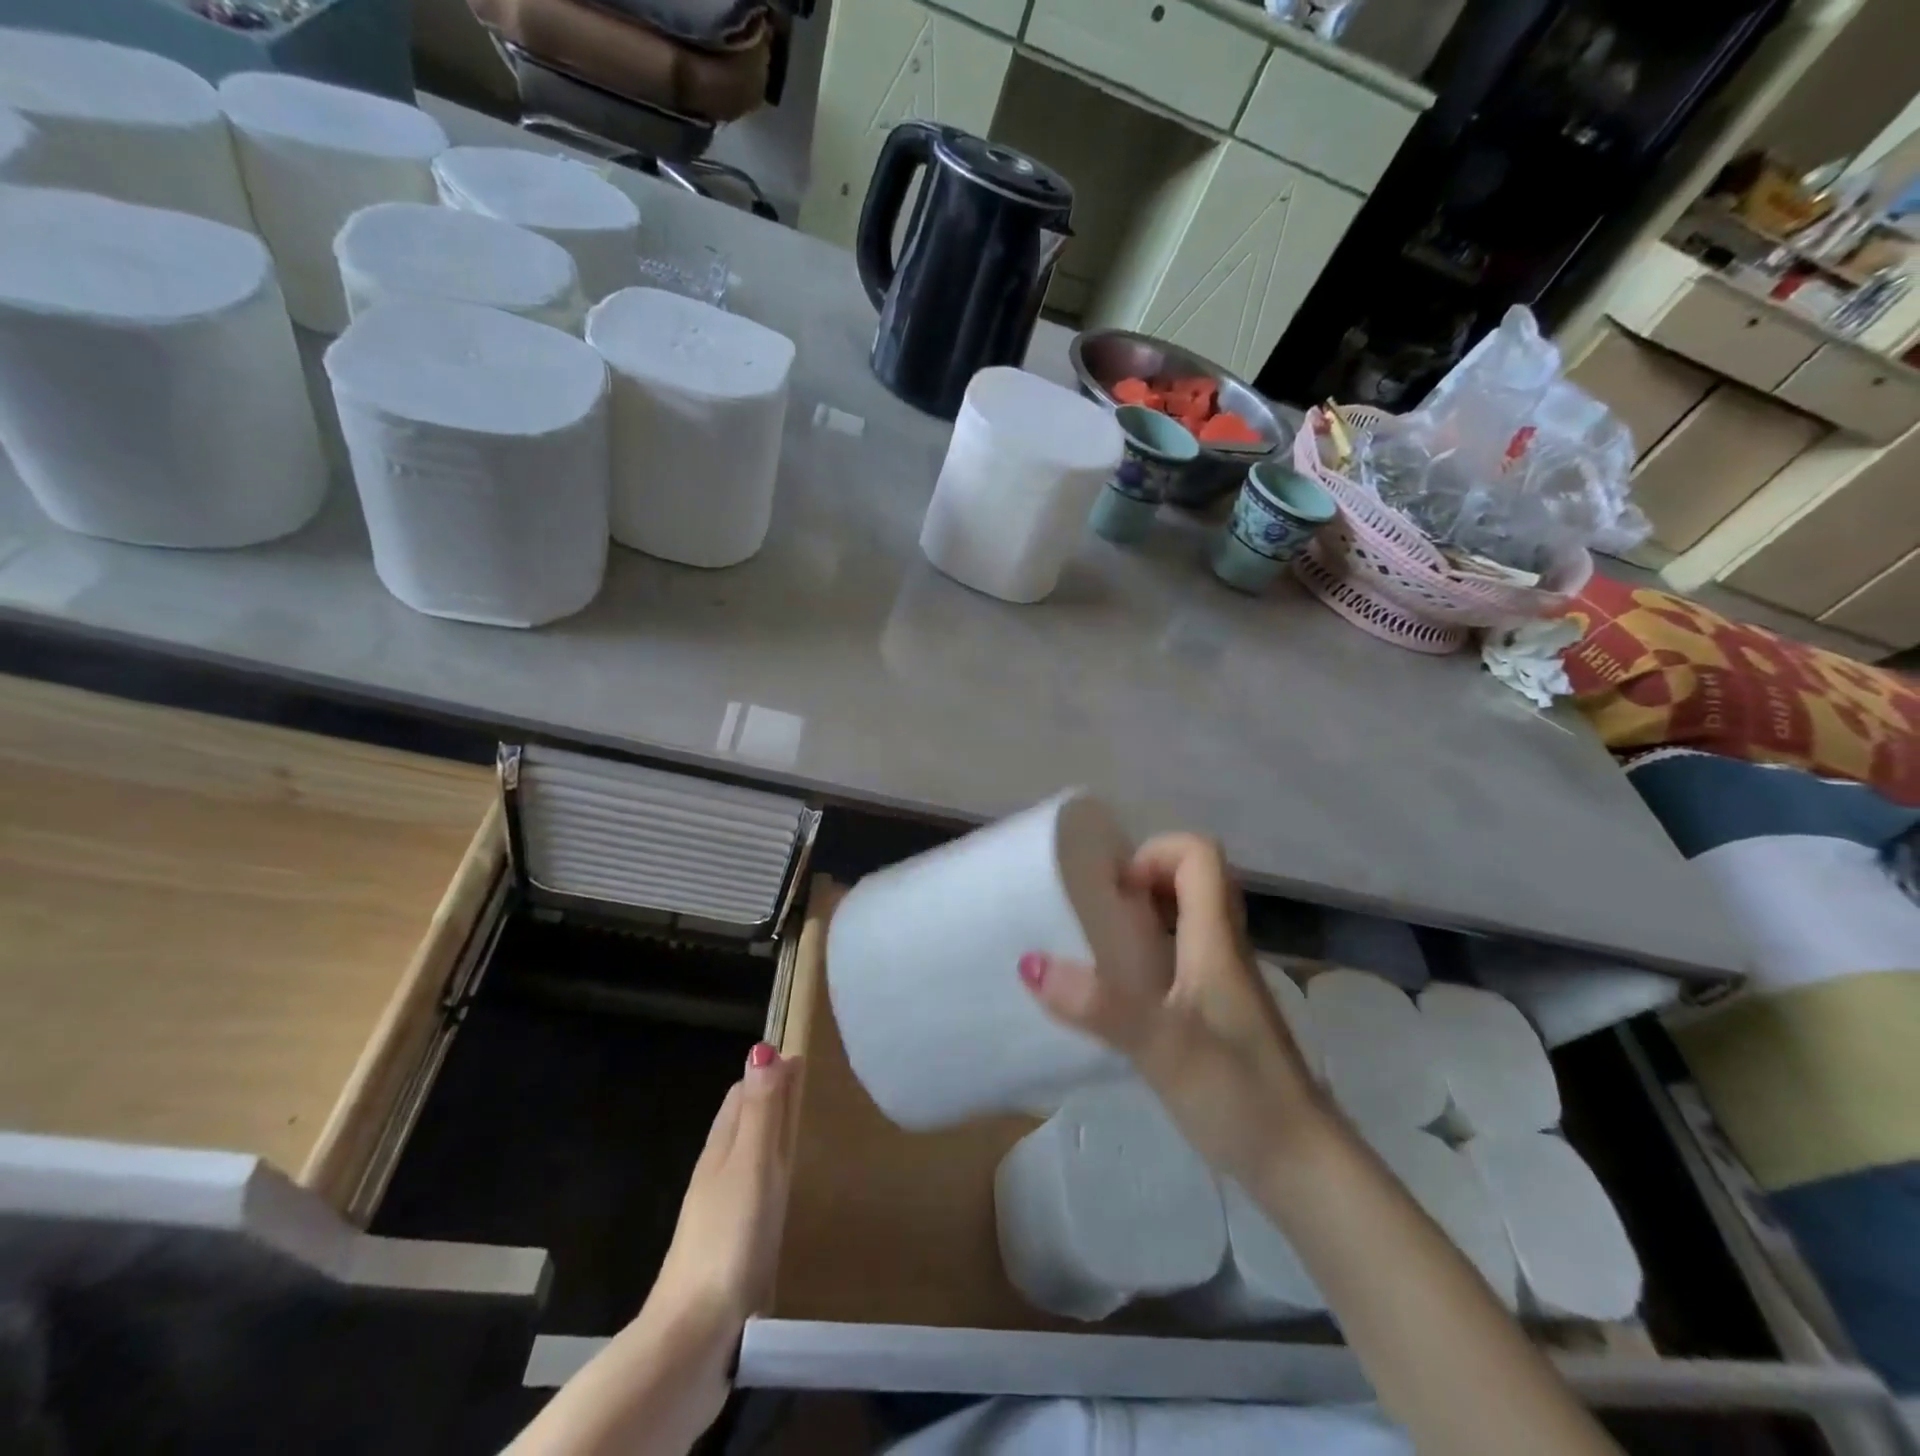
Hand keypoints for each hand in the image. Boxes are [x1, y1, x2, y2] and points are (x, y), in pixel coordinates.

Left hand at [647, 1041, 798, 1340]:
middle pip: (741, 1124)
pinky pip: (751, 1197)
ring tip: (803, 1134)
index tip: (800, 1058)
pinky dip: (769, 1179)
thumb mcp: (750, 1164)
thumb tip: (762, 1047)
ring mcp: (718, 1216)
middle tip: (807, 1088)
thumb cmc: (729, 1237)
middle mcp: (715, 1175)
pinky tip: (784, 1195)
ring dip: (769, 1139)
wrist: (694, 1337)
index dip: (767, 1073)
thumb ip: (760, 1110)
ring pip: (745, 1161)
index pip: (741, 1095)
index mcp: (720, 1149)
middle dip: (769, 1100)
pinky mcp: (728, 1251)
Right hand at [1018, 833, 1324, 1183]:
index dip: (1155, 853)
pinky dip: (1150, 954)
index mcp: (1216, 938)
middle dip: (1142, 881)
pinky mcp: (1218, 1012)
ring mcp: (1224, 981)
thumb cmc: (1239, 1093)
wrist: (1301, 1165)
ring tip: (1098, 946)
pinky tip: (1121, 993)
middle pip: (1193, 880)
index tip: (1115, 891)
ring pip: (1187, 919)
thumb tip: (1028, 962)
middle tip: (1097, 913)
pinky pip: (1183, 957)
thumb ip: (1099, 1004)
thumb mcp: (1162, 1045)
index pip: (1199, 854)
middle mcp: (1223, 948)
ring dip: (1145, 917)